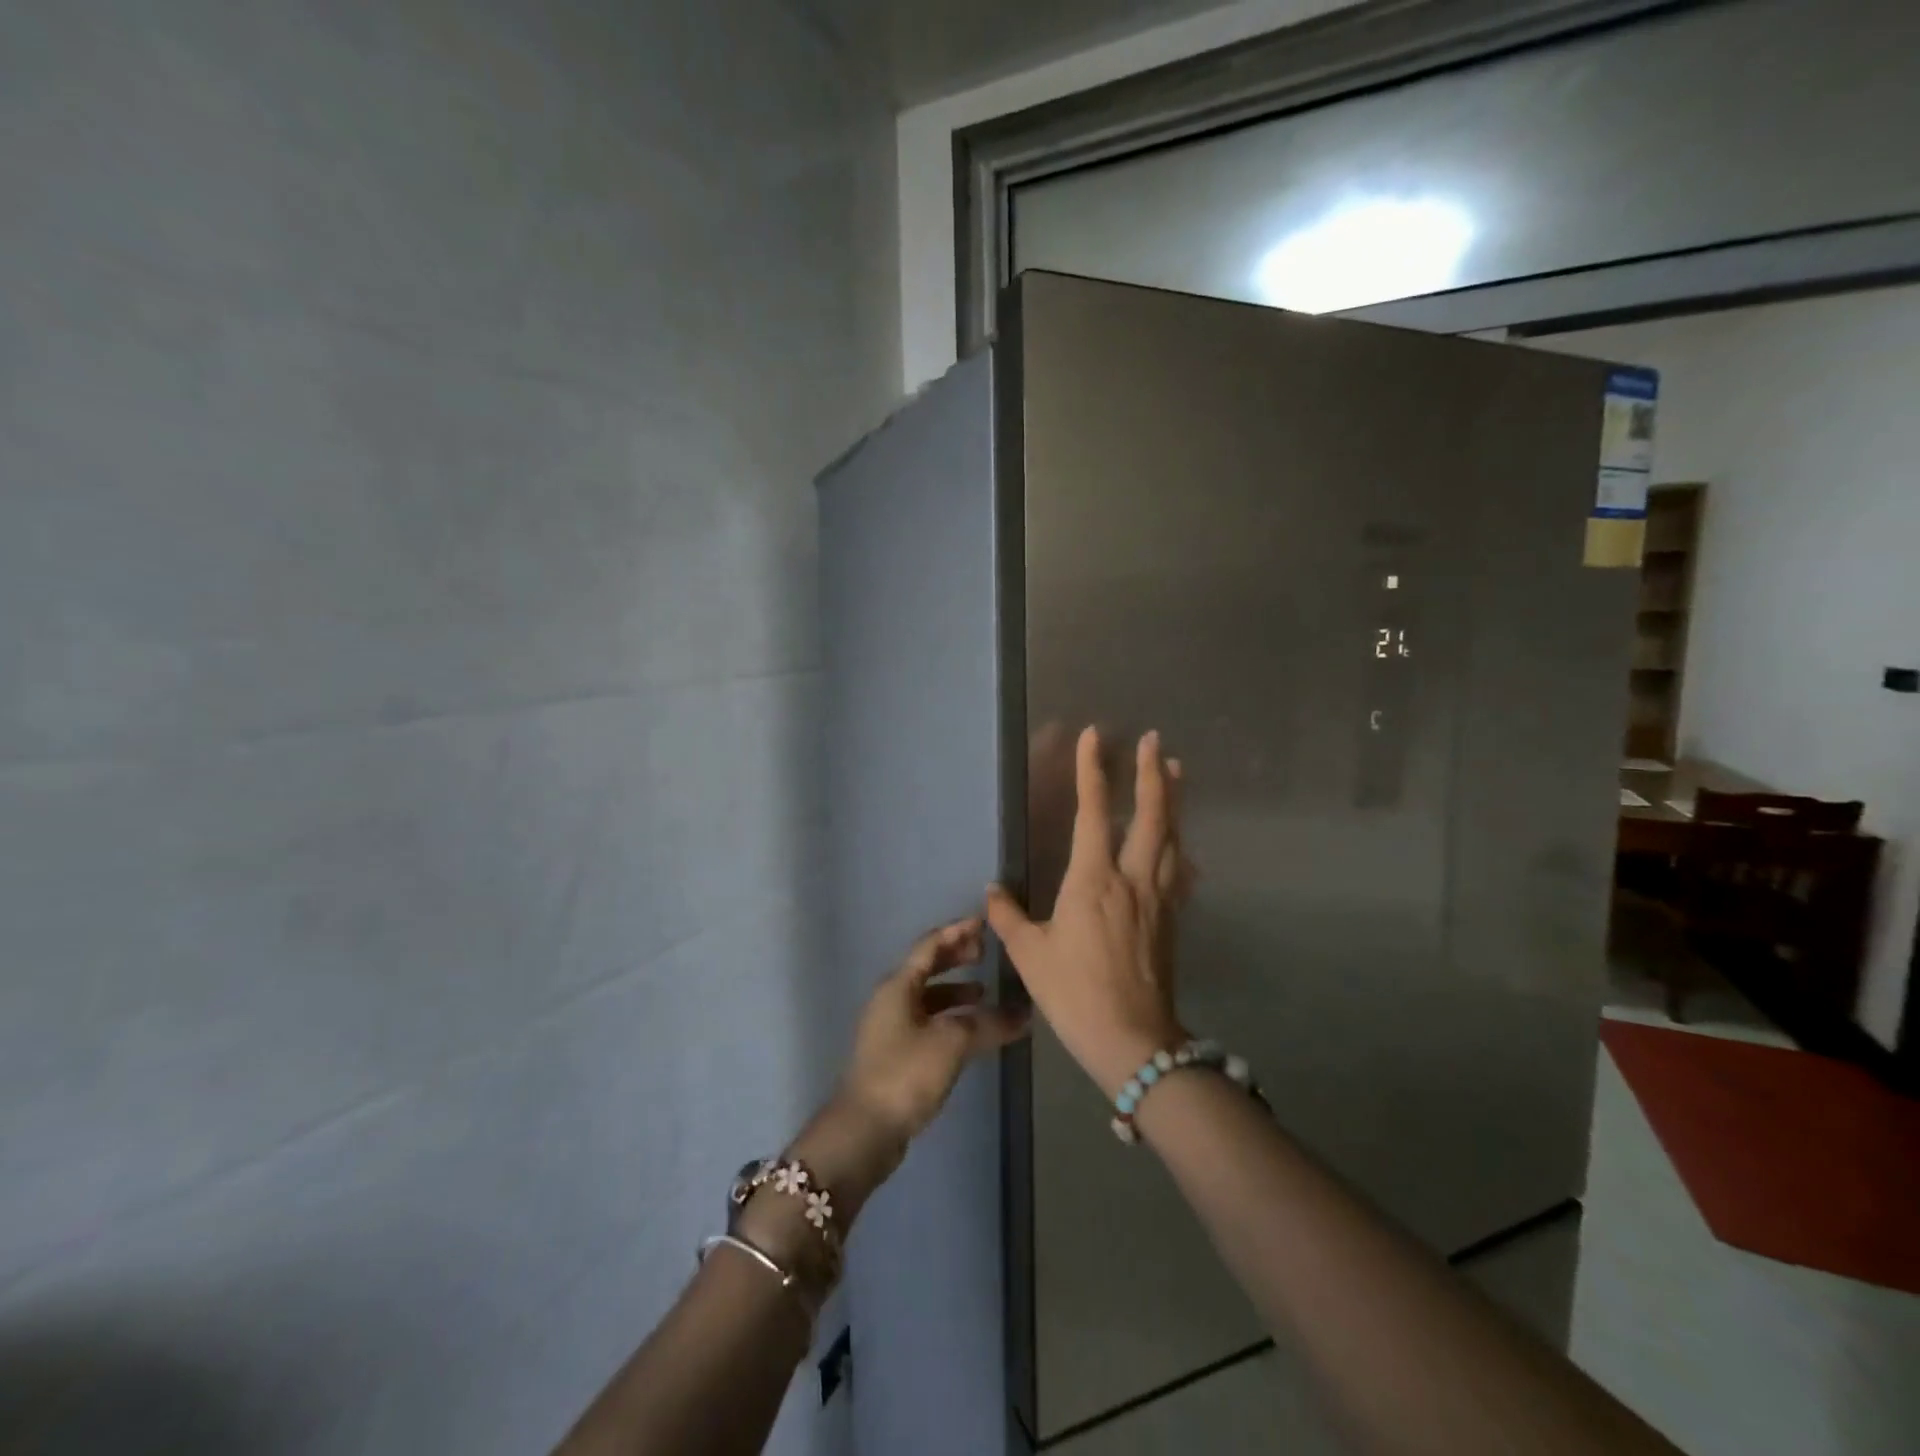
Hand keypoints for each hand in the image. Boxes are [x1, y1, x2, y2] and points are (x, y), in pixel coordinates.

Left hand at [839, 917, 1030, 1146]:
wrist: (864, 1130)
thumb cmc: (905, 1074)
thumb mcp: (951, 1043)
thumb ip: (988, 1024)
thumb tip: (1024, 1013)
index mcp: (898, 986)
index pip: (930, 945)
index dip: (957, 932)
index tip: (984, 923)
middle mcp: (891, 999)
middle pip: (926, 967)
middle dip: (956, 957)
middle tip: (986, 952)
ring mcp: (890, 1028)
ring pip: (927, 997)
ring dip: (955, 990)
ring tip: (984, 994)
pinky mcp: (895, 1054)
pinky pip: (927, 1021)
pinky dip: (949, 1017)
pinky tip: (969, 1031)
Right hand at [986, 728, 1189, 1097]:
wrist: (1133, 1040)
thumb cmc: (1074, 994)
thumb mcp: (1031, 956)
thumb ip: (1008, 917)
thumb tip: (991, 890)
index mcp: (1093, 880)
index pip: (1092, 812)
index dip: (1092, 771)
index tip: (1095, 736)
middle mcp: (1131, 878)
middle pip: (1150, 815)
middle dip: (1152, 773)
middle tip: (1155, 740)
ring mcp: (1157, 897)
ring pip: (1171, 837)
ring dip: (1172, 800)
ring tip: (1175, 771)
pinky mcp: (1171, 918)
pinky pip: (1179, 870)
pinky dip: (1179, 846)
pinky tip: (1180, 843)